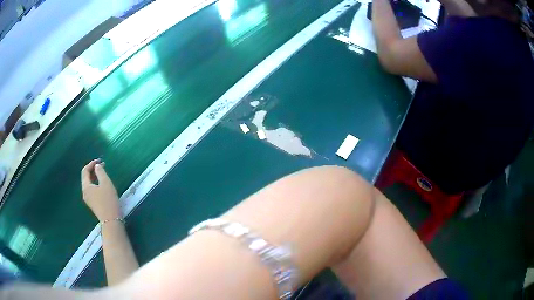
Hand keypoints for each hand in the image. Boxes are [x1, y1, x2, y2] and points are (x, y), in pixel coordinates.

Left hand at [81, 159, 120, 221]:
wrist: (111, 221)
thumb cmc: (108, 200)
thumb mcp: (106, 183)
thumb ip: (100, 172)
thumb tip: (97, 166)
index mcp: (86, 187)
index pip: (85, 171)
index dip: (91, 163)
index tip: (100, 160)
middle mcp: (85, 193)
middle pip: (86, 178)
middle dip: (93, 170)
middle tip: (102, 166)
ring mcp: (88, 200)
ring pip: (89, 184)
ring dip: (95, 177)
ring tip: (103, 174)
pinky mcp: (93, 204)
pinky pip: (92, 190)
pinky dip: (96, 184)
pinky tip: (102, 185)